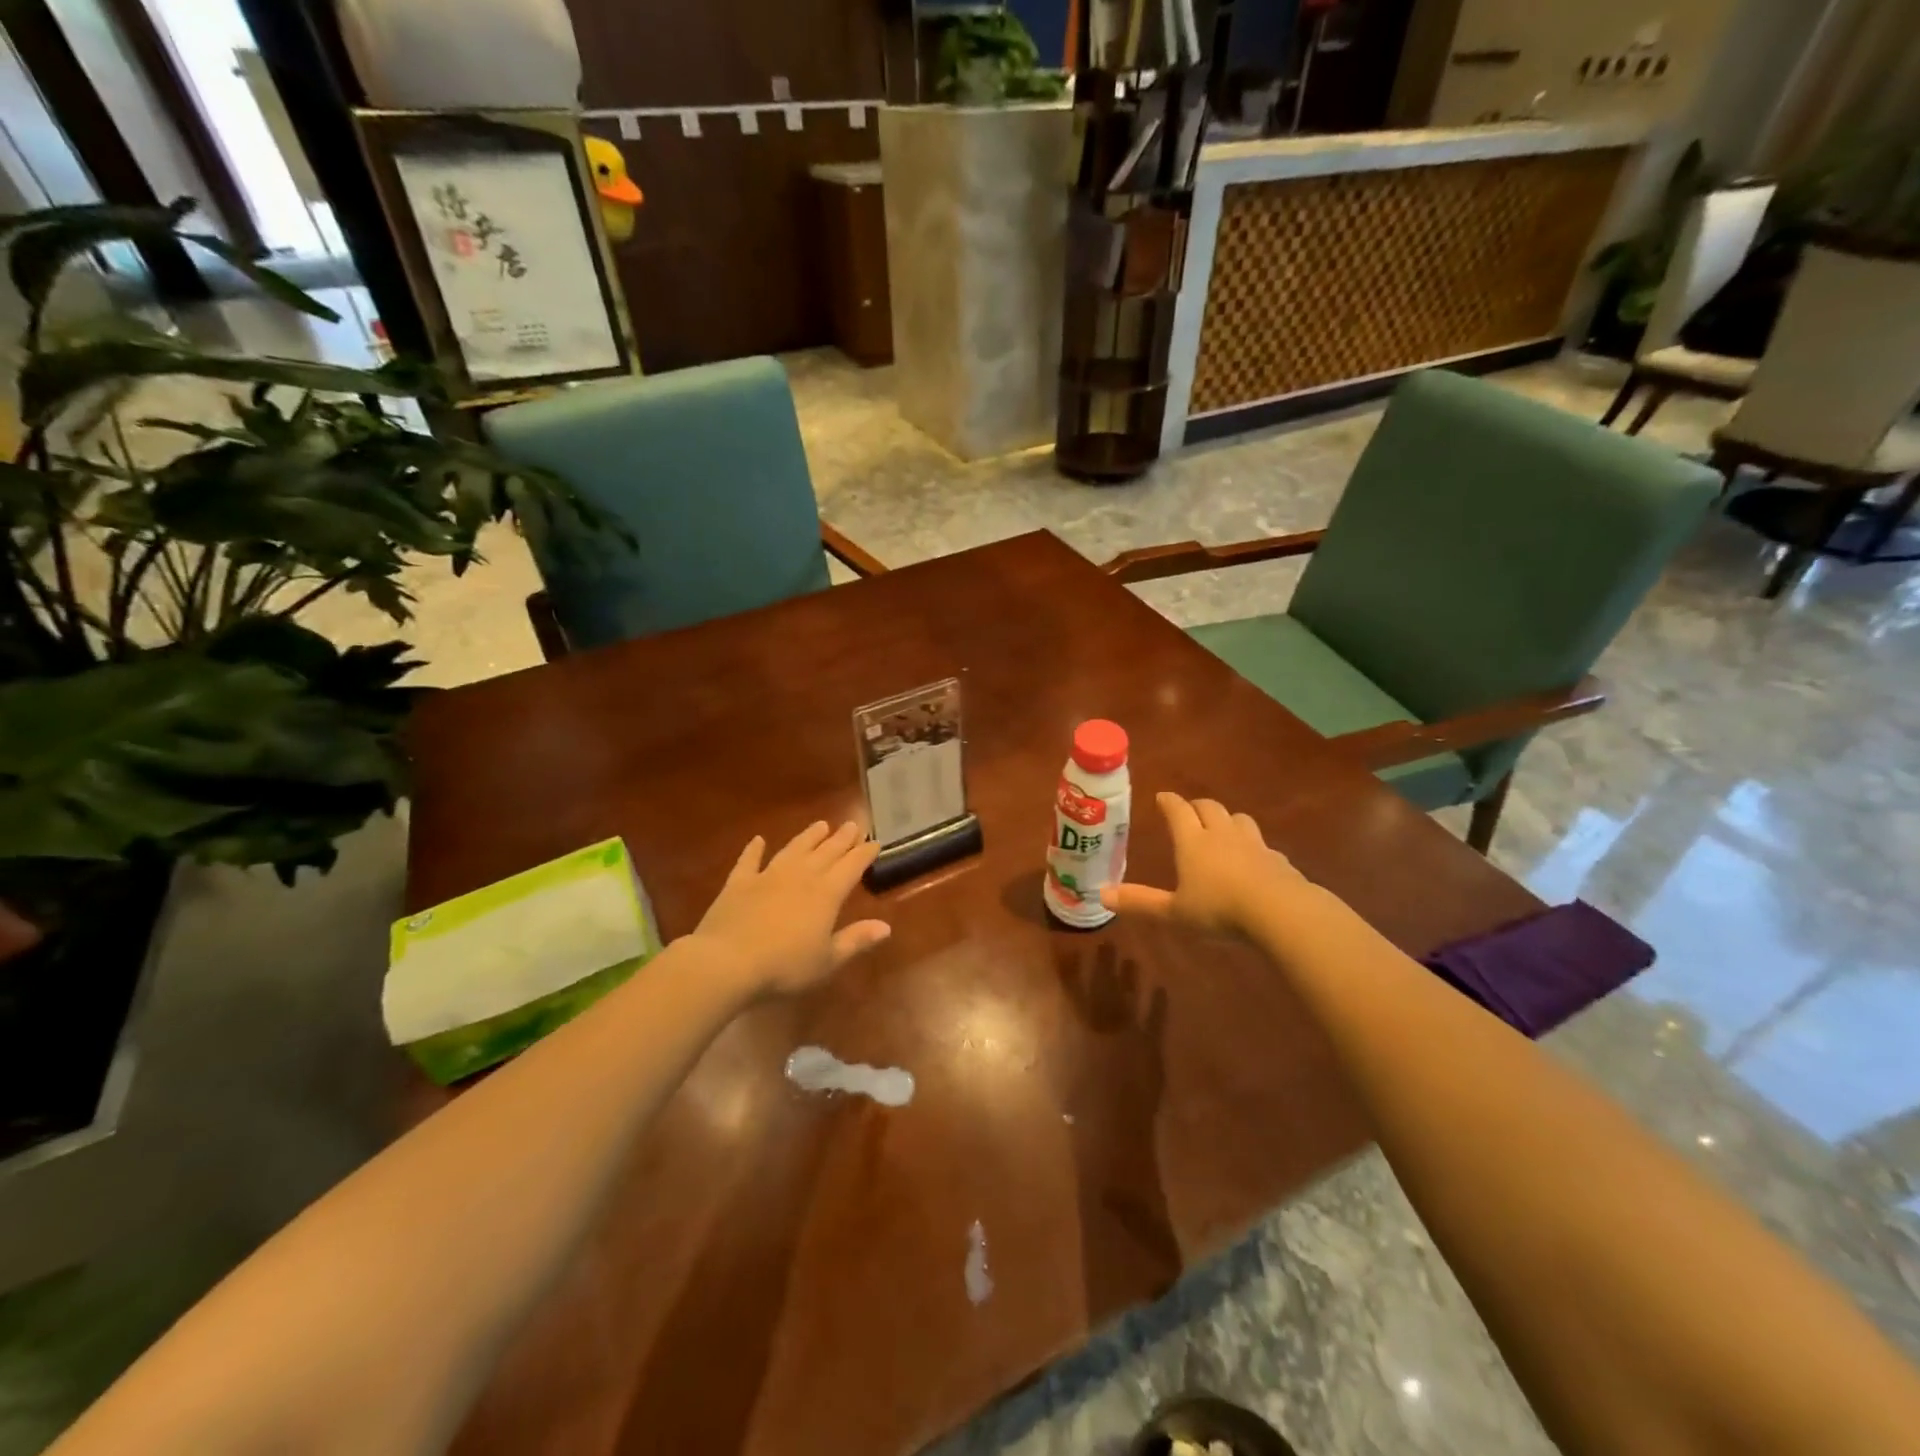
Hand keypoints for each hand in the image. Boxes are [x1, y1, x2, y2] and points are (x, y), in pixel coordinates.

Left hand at [691, 820, 891, 997]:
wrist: (727, 962)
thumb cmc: (784, 967)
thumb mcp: (827, 961)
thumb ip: (855, 940)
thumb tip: (885, 927)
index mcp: (826, 894)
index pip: (851, 867)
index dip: (864, 854)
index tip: (875, 843)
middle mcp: (800, 876)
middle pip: (826, 852)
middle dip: (841, 838)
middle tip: (853, 824)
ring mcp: (768, 876)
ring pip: (793, 849)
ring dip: (808, 837)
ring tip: (821, 824)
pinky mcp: (739, 883)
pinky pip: (749, 861)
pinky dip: (754, 850)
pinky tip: (758, 840)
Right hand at [1099, 792, 1318, 937]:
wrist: (1280, 911)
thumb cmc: (1219, 909)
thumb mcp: (1174, 912)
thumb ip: (1140, 903)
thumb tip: (1101, 895)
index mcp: (1193, 841)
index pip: (1178, 810)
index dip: (1168, 802)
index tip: (1161, 797)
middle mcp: (1222, 835)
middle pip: (1209, 808)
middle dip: (1197, 806)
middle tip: (1189, 811)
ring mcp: (1254, 845)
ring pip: (1239, 820)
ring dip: (1228, 820)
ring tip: (1222, 829)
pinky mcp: (1278, 860)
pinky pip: (1263, 846)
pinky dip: (1254, 848)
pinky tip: (1254, 862)